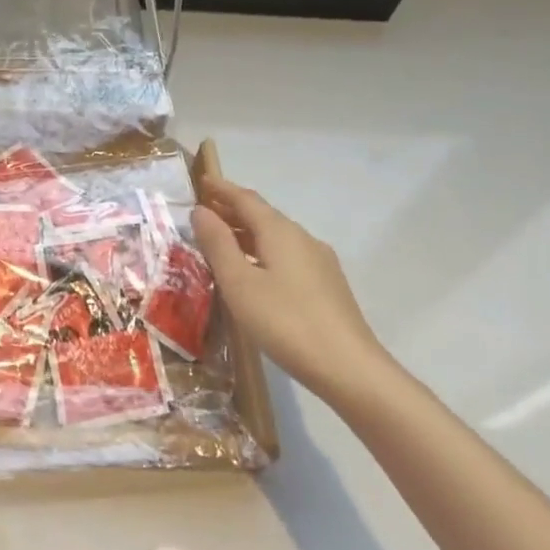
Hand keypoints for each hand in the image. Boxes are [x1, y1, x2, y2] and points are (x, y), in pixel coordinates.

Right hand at [193, 175, 393, 404]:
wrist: (349, 368)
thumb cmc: (285, 321)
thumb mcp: (239, 282)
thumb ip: (218, 244)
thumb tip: (201, 210)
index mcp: (281, 232)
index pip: (246, 199)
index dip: (222, 189)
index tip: (201, 180)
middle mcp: (303, 239)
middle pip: (263, 216)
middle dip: (233, 210)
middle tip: (204, 211)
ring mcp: (319, 263)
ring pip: (276, 237)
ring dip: (246, 233)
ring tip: (221, 241)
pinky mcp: (326, 286)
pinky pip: (286, 256)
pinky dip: (262, 252)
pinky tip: (253, 272)